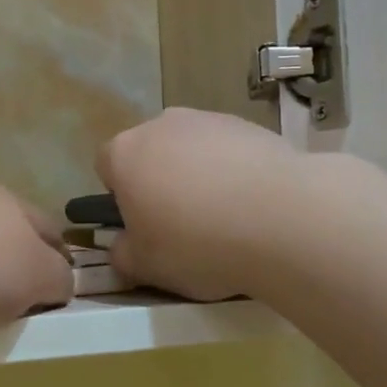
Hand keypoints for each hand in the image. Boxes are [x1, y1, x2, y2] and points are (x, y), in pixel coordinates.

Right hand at [96, 109, 305, 300]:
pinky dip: (235, 171)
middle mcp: (162, 125)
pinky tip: (254, 204)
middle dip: (161, 182)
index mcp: (125, 153)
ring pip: (192, 149)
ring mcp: (208, 119)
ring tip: (226, 217)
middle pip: (151, 153)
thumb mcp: (146, 267)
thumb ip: (122, 255)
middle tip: (183, 225)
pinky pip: (230, 150)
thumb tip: (123, 246)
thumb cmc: (197, 243)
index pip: (106, 166)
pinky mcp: (249, 124)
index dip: (121, 196)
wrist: (280, 216)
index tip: (143, 225)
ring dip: (200, 175)